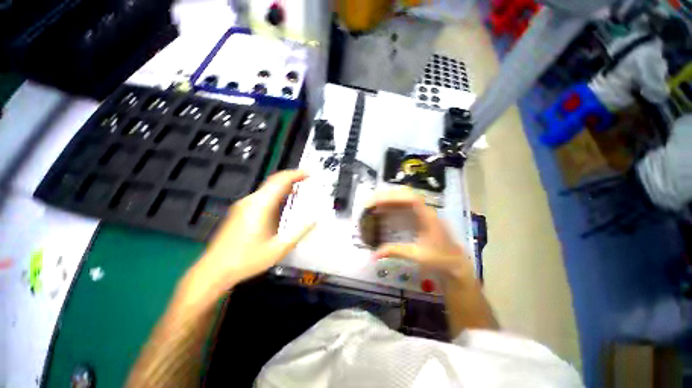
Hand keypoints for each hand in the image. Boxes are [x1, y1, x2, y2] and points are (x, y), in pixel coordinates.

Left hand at [189, 170, 313, 295]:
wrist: (215, 269)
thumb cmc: (247, 259)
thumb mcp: (279, 248)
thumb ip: (299, 232)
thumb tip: (314, 220)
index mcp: (260, 206)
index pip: (280, 181)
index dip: (295, 174)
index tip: (308, 173)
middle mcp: (250, 201)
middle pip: (273, 181)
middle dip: (291, 178)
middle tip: (306, 180)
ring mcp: (243, 205)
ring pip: (267, 189)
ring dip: (283, 187)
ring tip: (298, 191)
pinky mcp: (240, 211)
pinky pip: (261, 196)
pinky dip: (275, 194)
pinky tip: (281, 204)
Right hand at [366, 187, 472, 280]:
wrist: (456, 263)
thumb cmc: (440, 259)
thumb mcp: (417, 256)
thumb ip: (395, 252)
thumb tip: (374, 255)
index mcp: (428, 217)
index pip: (412, 199)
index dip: (394, 198)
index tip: (378, 202)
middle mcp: (426, 210)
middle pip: (406, 195)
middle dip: (388, 196)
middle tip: (371, 203)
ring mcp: (423, 212)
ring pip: (405, 198)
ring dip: (389, 199)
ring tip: (374, 204)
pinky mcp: (420, 216)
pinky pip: (405, 205)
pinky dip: (393, 205)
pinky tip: (384, 210)